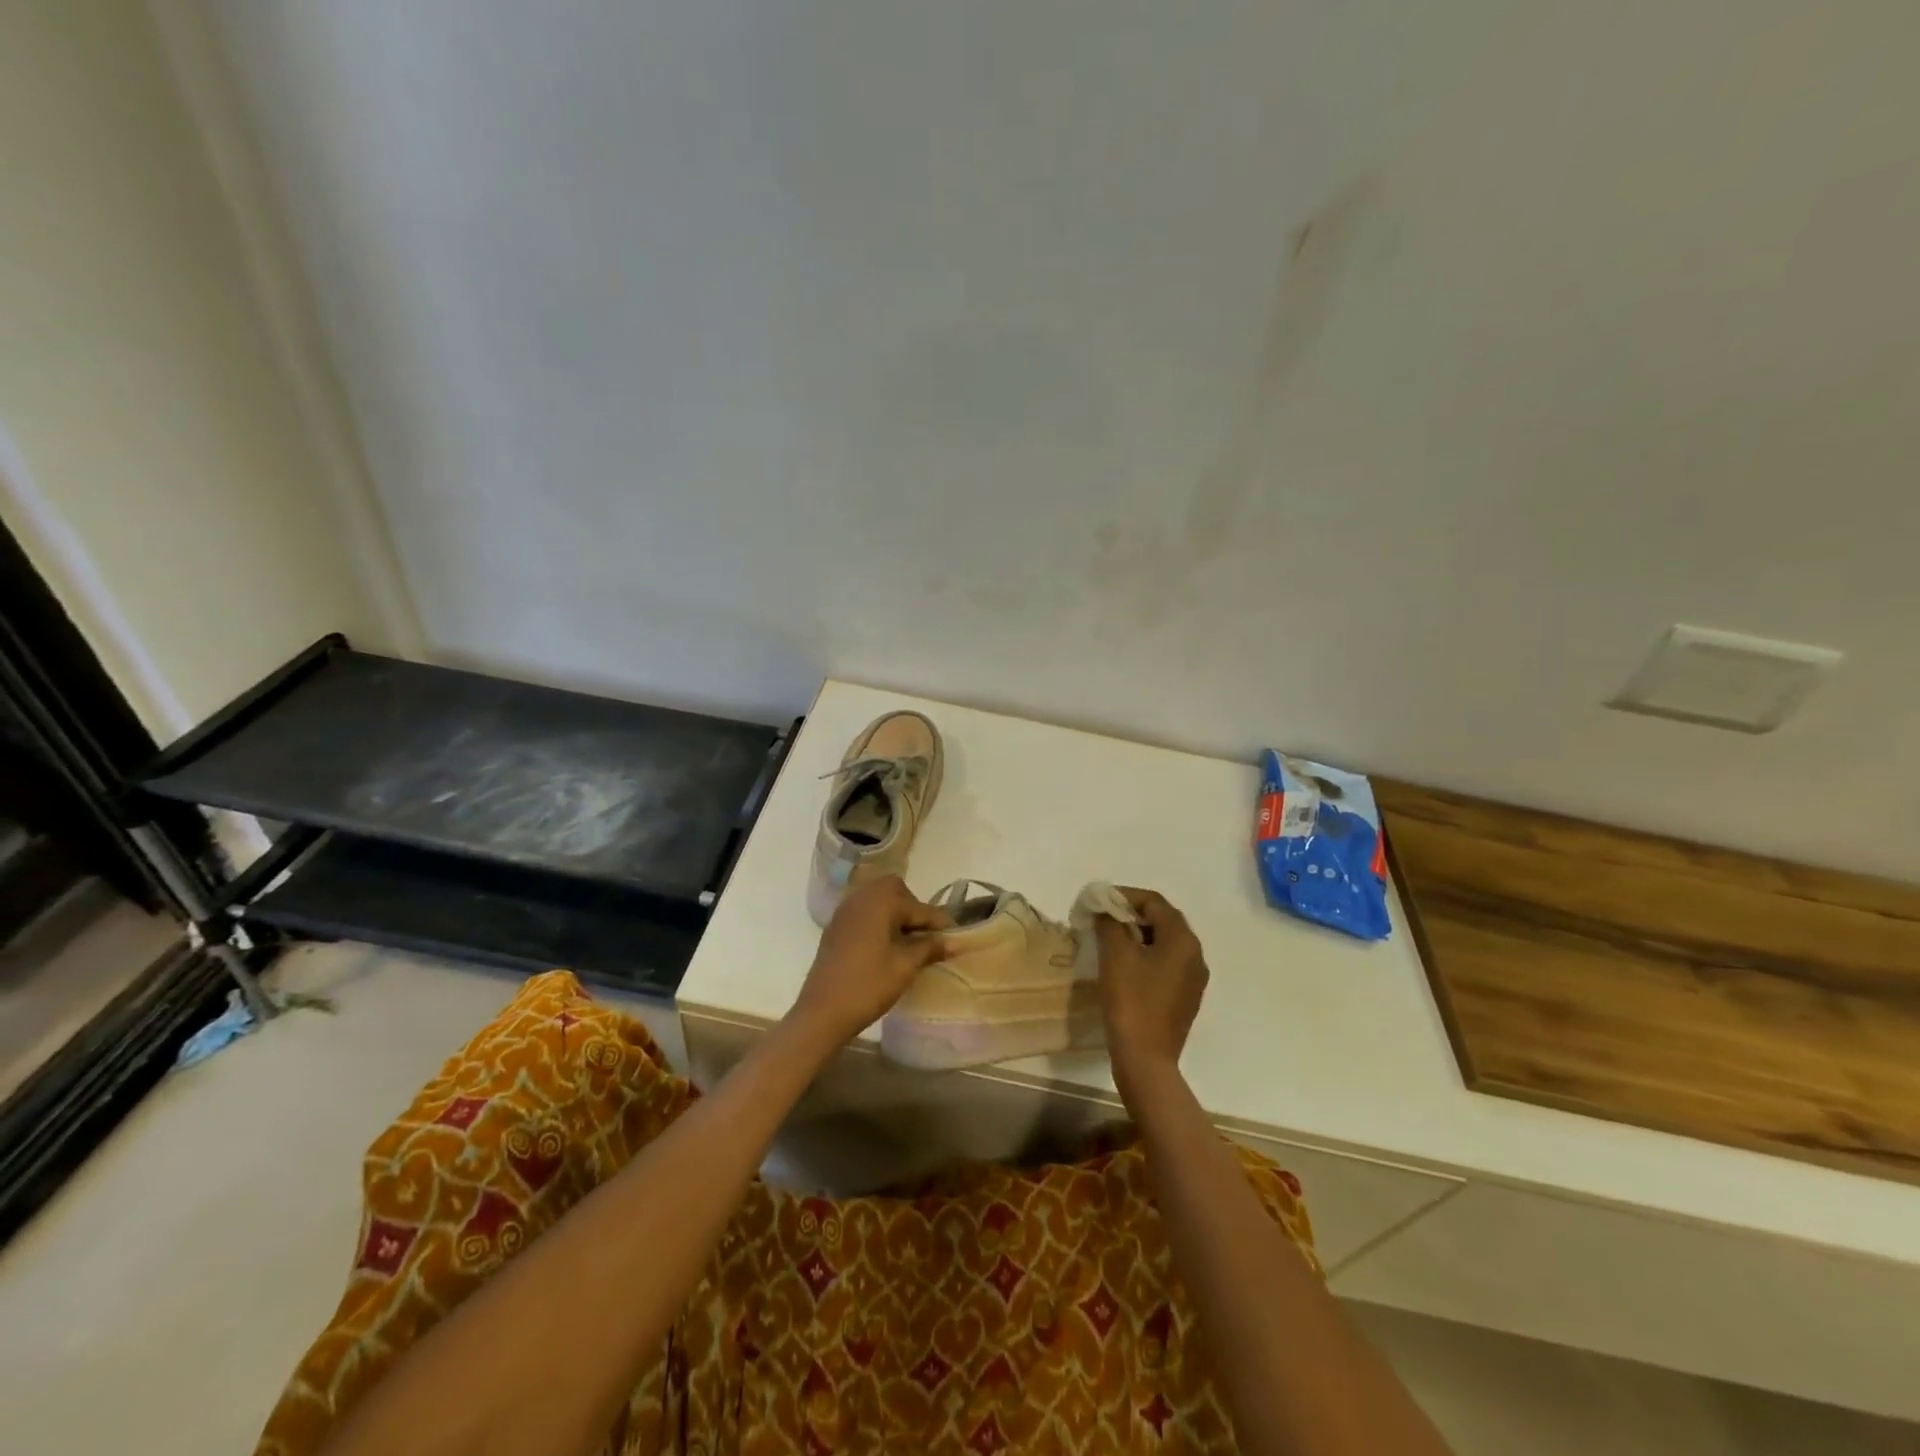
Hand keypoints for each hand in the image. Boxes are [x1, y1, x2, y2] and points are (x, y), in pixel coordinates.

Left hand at [788, 875, 952, 1048]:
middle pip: (895, 891)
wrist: (822, 1012)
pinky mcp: (835, 927)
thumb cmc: (868, 986)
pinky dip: (878, 920)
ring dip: (895, 913)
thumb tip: (956, 941)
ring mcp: (845, 911)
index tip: (958, 935)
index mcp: (881, 902)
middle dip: (913, 908)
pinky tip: (885, 945)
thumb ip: (930, 947)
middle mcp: (861, 898)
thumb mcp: (905, 966)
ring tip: (907, 941)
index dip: (940, 922)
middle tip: (926, 935)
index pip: (920, 907)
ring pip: (877, 899)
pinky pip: (863, 912)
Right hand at [1094, 888, 1208, 1107]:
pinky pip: (1166, 964)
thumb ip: (1110, 923)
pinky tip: (1124, 967)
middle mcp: (1195, 955)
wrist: (1146, 1059)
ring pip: (1164, 943)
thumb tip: (1105, 908)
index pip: (1154, 902)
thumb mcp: (1115, 955)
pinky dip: (1146, 956)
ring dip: (1138, 935)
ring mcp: (1193, 979)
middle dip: (1132, 915)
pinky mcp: (1185, 998)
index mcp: (1183, 940)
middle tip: (1103, 918)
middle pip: (1163, 920)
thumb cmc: (1131, 1000)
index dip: (1125, 896)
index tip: (1099, 902)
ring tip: (1110, 940)